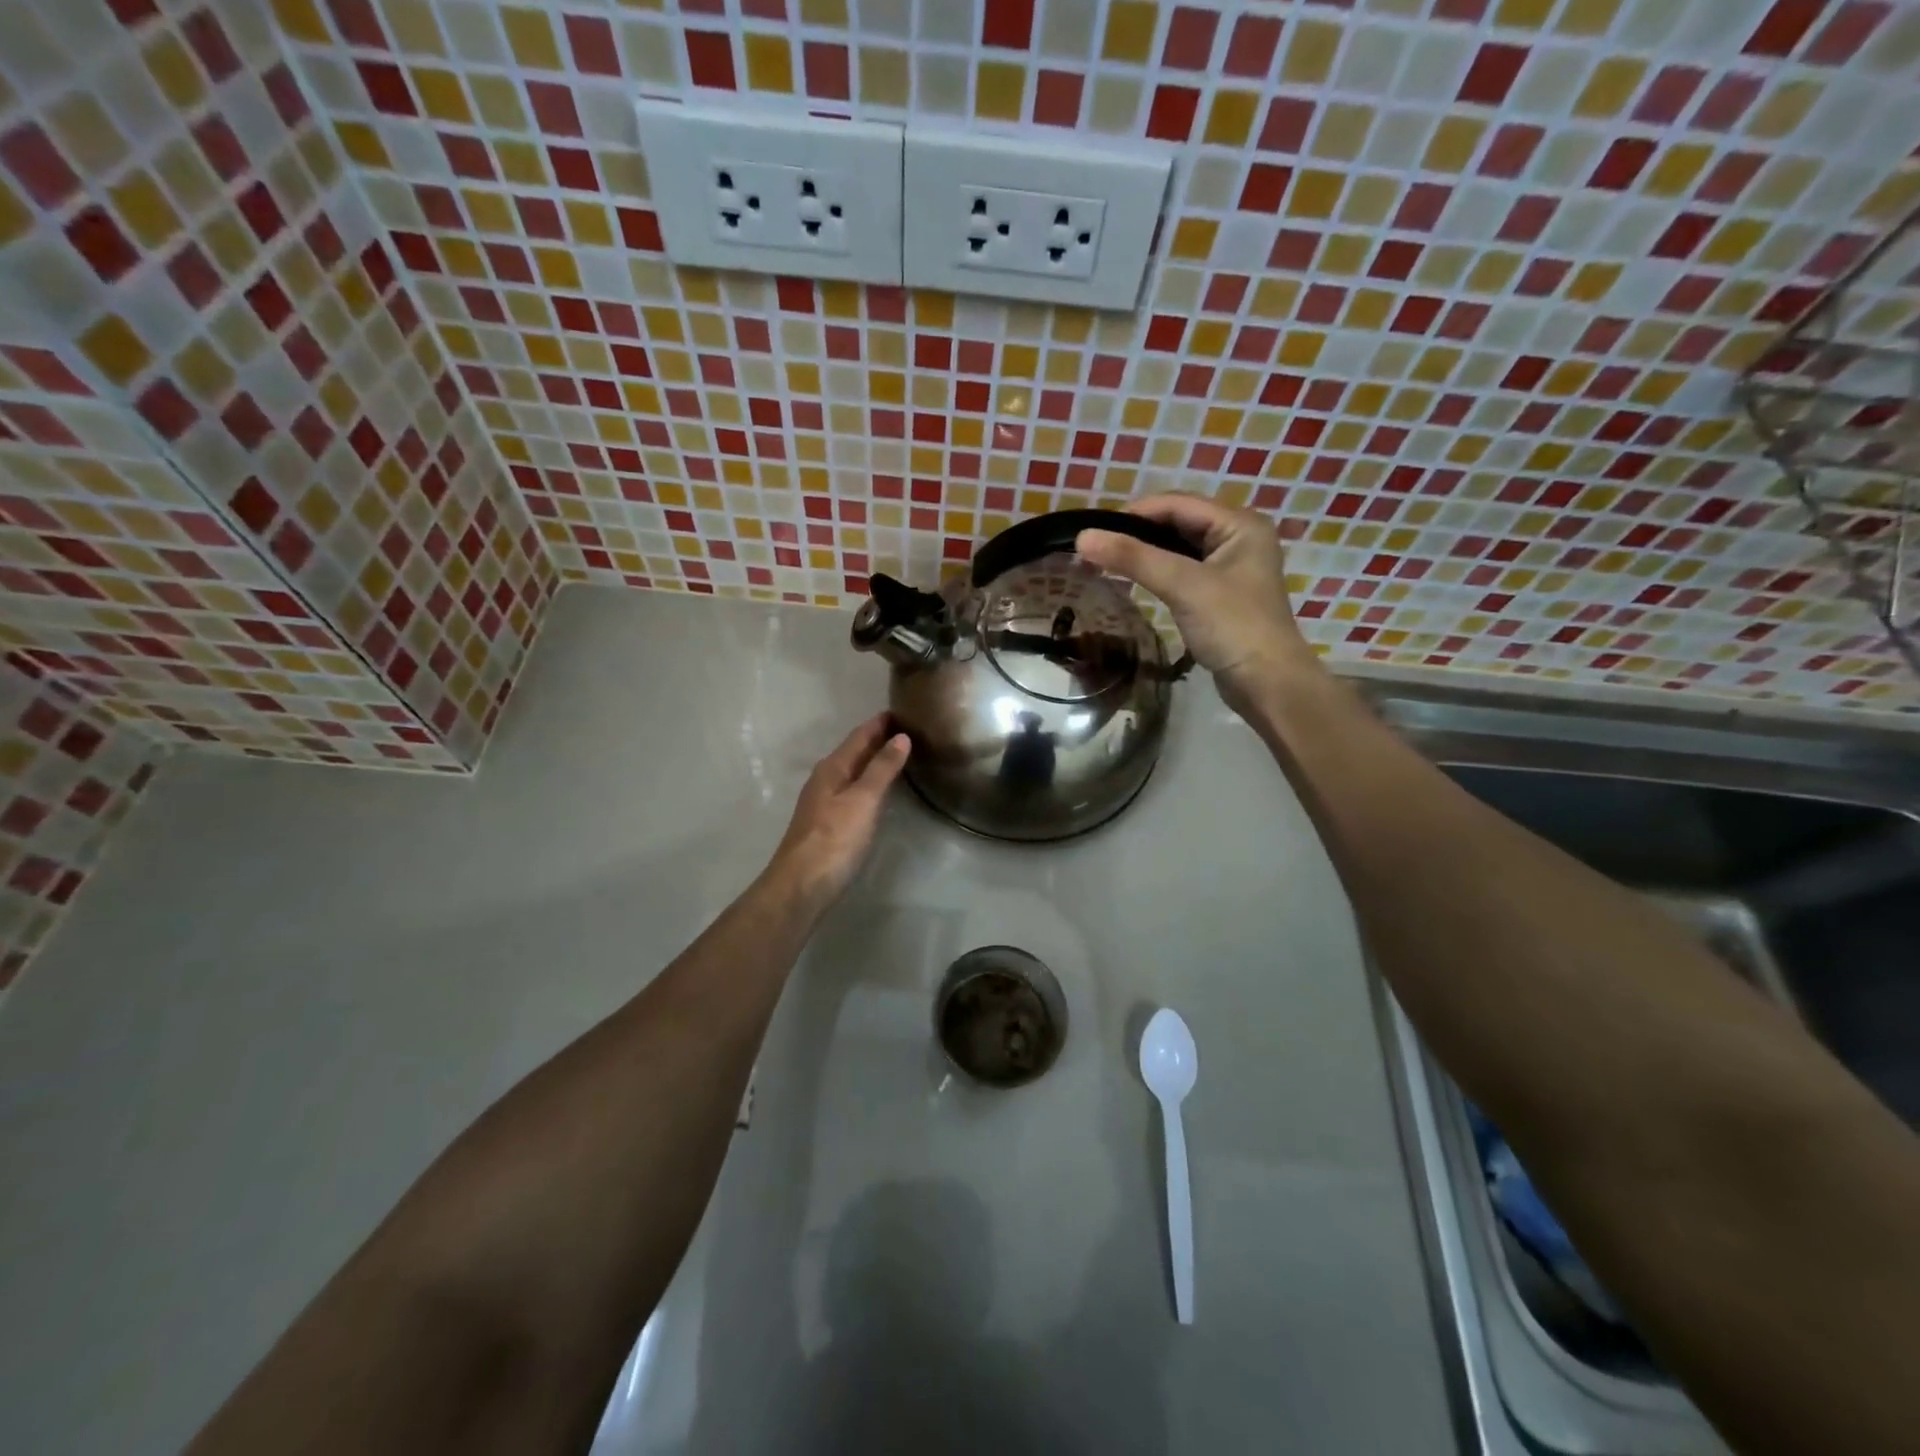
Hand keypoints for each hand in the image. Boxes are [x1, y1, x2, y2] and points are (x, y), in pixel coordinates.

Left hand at [766, 714, 910, 907]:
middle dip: (877, 739)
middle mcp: (825, 779)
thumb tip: (900, 736)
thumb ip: (882, 768)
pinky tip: (879, 791)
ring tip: (899, 755)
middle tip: (907, 730)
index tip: (902, 710)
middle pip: (854, 752)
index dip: (879, 723)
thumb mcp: (863, 799)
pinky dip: (868, 783)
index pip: (859, 736)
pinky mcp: (828, 824)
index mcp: (832, 768)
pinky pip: (852, 791)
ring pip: (852, 772)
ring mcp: (823, 802)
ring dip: (873, 761)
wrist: (801, 885)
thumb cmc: (835, 838)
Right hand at [1076, 495, 1318, 703]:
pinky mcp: (1221, 594)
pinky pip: (1183, 571)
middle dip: (1138, 533)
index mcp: (1240, 524)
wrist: (1266, 683)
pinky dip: (1158, 573)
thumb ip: (1133, 559)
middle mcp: (1239, 537)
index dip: (1135, 513)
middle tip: (1098, 548)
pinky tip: (1134, 581)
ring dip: (1146, 553)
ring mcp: (1231, 567)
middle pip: (1178, 523)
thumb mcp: (1182, 585)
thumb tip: (1082, 538)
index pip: (1178, 504)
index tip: (1095, 531)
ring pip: (1179, 548)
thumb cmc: (1232, 626)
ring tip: (1108, 563)